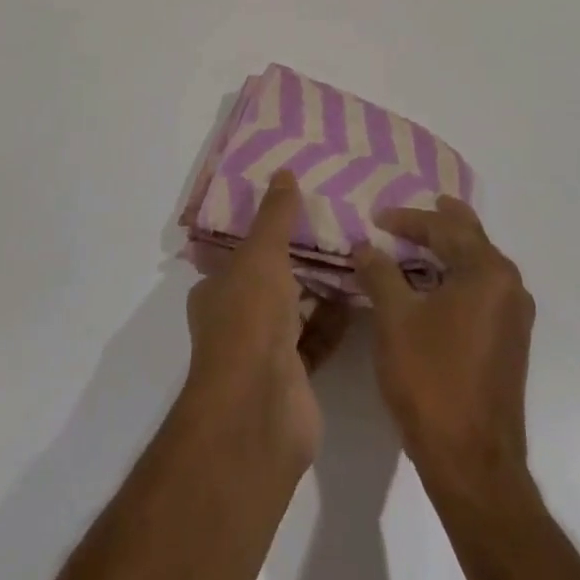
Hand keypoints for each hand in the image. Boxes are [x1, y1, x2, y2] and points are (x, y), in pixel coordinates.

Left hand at [184, 171, 348, 471]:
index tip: (296, 207)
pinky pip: (318, 337)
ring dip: (321, 287)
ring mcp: (265, 350)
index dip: (263, 230)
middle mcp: (237, 318)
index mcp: (217, 289)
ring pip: (296, 308)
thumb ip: (275, 216)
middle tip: (336, 224)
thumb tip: (284, 171)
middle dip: (298, 257)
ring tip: (356, 251)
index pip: (239, 252)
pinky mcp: (295, 375)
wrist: (259, 408)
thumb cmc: (249, 319)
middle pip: (270, 279)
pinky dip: (336, 319)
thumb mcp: (261, 254)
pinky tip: (362, 294)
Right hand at [354, 196, 535, 492]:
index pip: (444, 228)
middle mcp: (509, 285)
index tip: (376, 216)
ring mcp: (514, 315)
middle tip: (415, 209)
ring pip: (478, 264)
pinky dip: (456, 276)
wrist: (473, 463)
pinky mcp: (509, 340)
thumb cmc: (432, 381)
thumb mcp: (395, 319)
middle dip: (439, 222)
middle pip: (470, 238)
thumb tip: (365, 245)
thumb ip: (379, 273)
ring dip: (448, 250)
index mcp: (488, 272)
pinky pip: (482, 289)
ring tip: (418, 241)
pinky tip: (433, 284)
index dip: (407, 219)